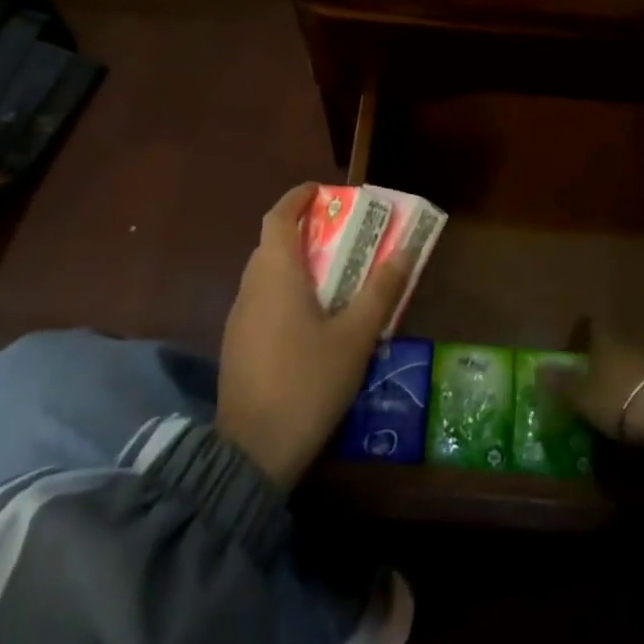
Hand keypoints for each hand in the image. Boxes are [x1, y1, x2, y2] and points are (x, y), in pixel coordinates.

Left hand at [217, 183, 411, 490]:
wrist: (252, 453)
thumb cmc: (307, 382)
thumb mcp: (355, 336)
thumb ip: (380, 291)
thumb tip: (405, 251)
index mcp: (276, 275)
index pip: (278, 218)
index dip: (297, 198)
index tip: (322, 190)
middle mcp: (251, 289)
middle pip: (271, 244)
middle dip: (303, 230)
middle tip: (340, 233)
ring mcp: (239, 320)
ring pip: (266, 275)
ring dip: (295, 263)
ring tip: (333, 274)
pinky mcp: (238, 347)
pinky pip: (262, 301)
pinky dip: (286, 292)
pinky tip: (312, 319)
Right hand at [552, 324, 643, 445]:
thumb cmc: (616, 396)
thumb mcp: (582, 395)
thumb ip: (562, 383)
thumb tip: (539, 368)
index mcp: (603, 339)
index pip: (592, 326)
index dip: (584, 331)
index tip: (577, 342)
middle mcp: (626, 341)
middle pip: (611, 343)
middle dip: (602, 356)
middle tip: (590, 373)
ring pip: (629, 359)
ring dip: (621, 371)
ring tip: (611, 392)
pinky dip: (637, 385)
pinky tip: (633, 402)